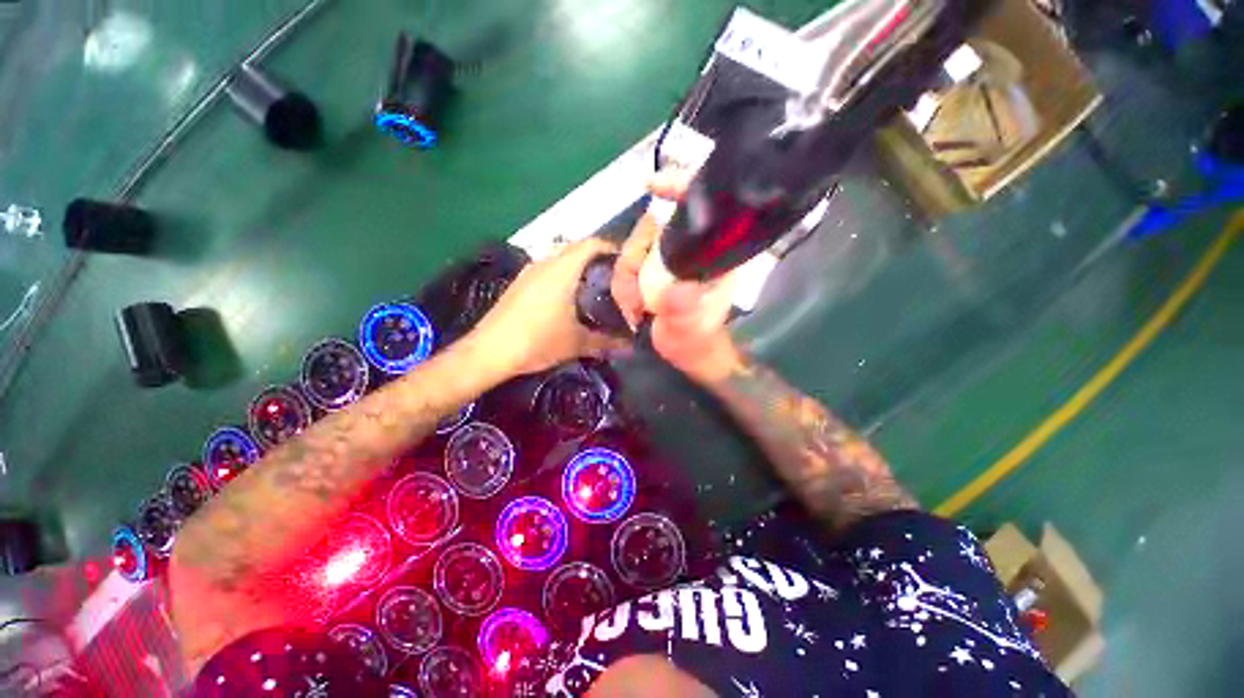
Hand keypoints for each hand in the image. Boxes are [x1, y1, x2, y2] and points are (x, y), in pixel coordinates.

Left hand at [467, 237, 629, 377]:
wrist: (490, 352)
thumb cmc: (538, 340)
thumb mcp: (577, 343)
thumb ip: (606, 343)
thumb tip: (630, 349)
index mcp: (562, 269)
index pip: (591, 244)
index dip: (611, 247)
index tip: (625, 261)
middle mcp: (544, 263)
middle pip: (575, 249)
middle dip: (596, 258)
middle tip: (614, 278)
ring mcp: (528, 273)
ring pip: (559, 260)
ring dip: (577, 268)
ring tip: (594, 288)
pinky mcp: (518, 285)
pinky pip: (547, 271)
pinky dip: (562, 277)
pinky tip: (567, 299)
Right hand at [611, 170, 740, 383]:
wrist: (689, 354)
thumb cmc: (696, 342)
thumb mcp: (690, 331)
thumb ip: (683, 312)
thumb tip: (674, 289)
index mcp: (712, 257)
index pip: (700, 209)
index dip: (679, 187)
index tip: (651, 187)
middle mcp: (691, 252)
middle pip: (651, 231)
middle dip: (635, 261)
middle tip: (634, 298)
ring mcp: (669, 262)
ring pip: (634, 251)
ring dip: (627, 282)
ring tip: (635, 309)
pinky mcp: (655, 272)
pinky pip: (628, 268)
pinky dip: (624, 287)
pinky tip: (633, 309)